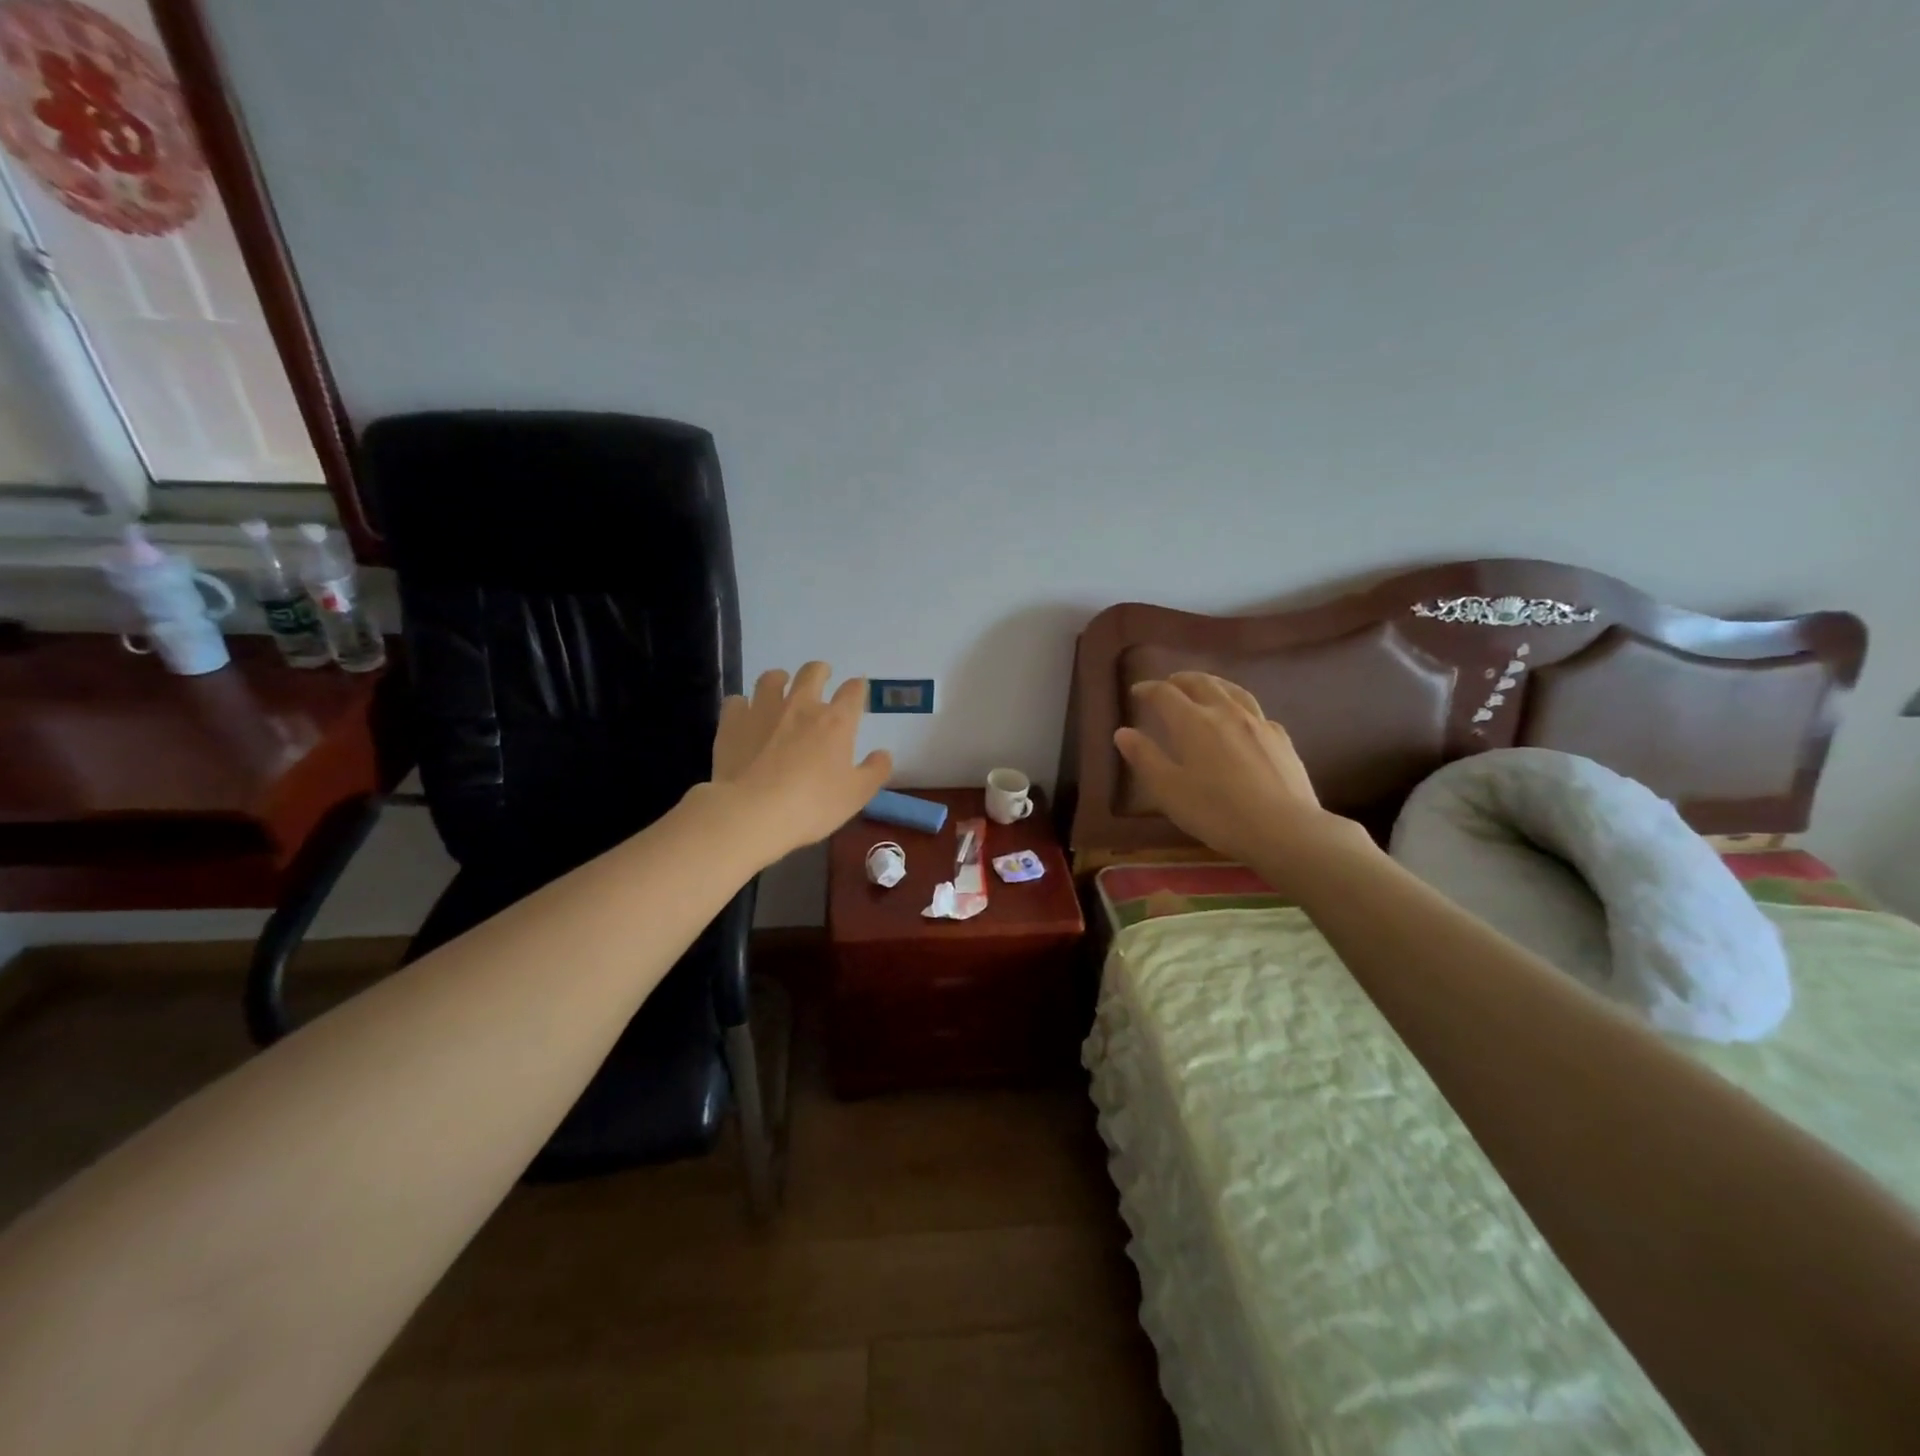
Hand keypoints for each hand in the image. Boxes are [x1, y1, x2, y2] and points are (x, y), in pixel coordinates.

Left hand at [707, 663, 892, 862]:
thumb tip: (884, 753)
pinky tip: (745, 715)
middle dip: (820, 671)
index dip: (858, 688)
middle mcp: (801, 706)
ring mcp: (763, 710)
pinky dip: (744, 705)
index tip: (858, 690)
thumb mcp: (856, 795)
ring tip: (780, 685)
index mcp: (836, 721)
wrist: (752, 812)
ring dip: (779, 679)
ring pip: (771, 679)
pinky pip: (738, 701)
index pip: (853, 691)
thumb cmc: (812, 805)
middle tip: (821, 676)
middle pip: (812, 673)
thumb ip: (875, 771)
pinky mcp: (733, 722)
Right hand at [1114, 672, 1372, 884]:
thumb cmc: (1216, 812)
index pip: (1165, 694)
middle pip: (1201, 683)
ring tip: (1204, 688)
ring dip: (1212, 684)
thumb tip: (1123, 732)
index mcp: (1193, 722)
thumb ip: (1145, 758)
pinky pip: (1255, 712)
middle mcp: (1226, 712)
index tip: (1137, 692)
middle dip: (1181, 680)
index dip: (1148, 689)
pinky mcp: (1281, 738)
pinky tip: (1241, 720)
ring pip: (1232, 690)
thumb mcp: (1168, 790)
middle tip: (1169, 684)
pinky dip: (1239, 707)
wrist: (1283, 829)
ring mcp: (1258, 723)